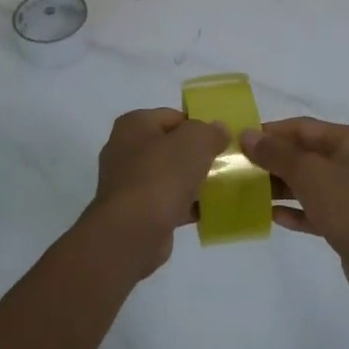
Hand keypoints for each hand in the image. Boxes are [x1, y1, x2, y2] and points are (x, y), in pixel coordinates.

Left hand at [86, 108, 228, 273]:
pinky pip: (166, 201)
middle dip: (197, 155)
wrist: (133, 231)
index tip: (221, 141)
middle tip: (223, 164)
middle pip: (170, 147)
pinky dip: (184, 205)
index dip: (199, 126)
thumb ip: (210, 131)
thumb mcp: (194, 142)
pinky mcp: (134, 211)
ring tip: (220, 189)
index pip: (173, 117)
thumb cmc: (161, 176)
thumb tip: (219, 130)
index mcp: (134, 125)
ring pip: (169, 175)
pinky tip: (206, 212)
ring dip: (192, 182)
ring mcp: (127, 182)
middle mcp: (125, 150)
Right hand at [241, 117, 348, 301]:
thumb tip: (247, 136)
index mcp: (348, 141)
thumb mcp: (310, 174)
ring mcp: (348, 193)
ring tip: (245, 192)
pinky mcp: (344, 222)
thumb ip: (276, 154)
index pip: (301, 127)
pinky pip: (311, 209)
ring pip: (305, 183)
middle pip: (302, 154)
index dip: (270, 133)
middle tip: (237, 169)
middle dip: (271, 161)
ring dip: (277, 186)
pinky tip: (270, 216)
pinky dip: (292, 210)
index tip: (238, 142)